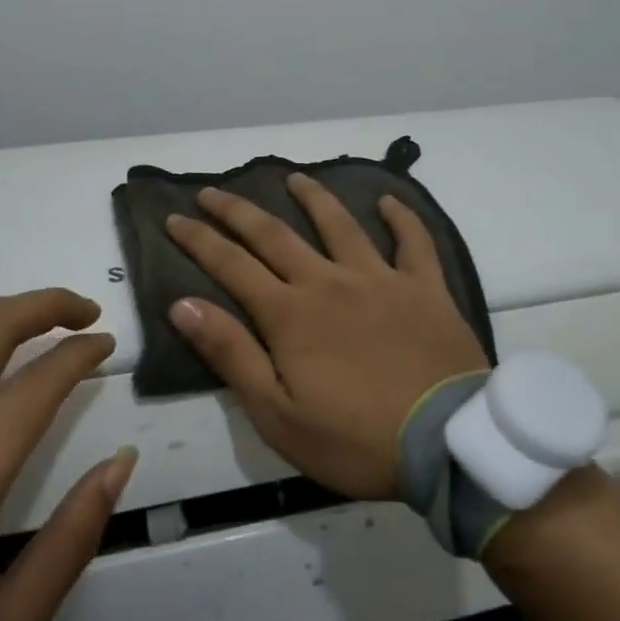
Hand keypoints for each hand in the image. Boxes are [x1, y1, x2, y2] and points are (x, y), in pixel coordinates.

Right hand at [164, 173, 488, 499]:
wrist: (444, 443)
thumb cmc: (354, 439)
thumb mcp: (277, 413)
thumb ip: (231, 354)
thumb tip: (183, 304)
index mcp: (290, 314)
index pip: (232, 264)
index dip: (199, 239)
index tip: (174, 218)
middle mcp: (329, 282)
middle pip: (275, 235)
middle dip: (238, 211)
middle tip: (212, 190)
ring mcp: (381, 279)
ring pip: (340, 224)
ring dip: (313, 197)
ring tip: (294, 177)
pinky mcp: (425, 288)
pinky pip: (413, 241)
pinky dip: (401, 217)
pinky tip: (389, 201)